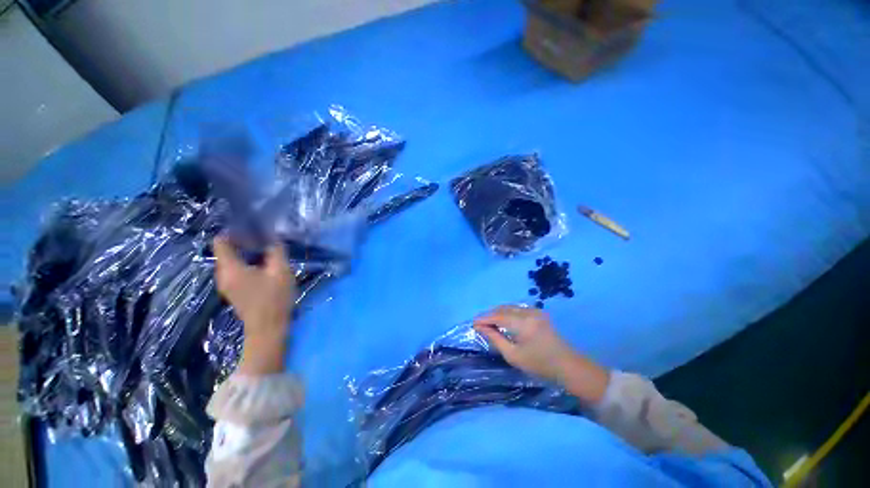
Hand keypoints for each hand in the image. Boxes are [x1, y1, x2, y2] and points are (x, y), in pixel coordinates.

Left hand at [213, 235, 295, 374]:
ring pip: (231, 261)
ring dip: (246, 253)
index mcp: (230, 268)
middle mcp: (222, 274)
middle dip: (244, 242)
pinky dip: (247, 264)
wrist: (268, 328)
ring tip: (267, 252)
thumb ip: (276, 251)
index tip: (253, 230)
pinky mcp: (233, 291)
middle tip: (265, 240)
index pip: (221, 241)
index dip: (234, 232)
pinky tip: (264, 267)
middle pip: (226, 250)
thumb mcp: (280, 271)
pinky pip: (236, 270)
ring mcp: (226, 284)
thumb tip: (273, 237)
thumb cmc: (274, 298)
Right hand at [473, 305, 609, 403]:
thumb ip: (495, 338)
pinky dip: (507, 313)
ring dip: (498, 313)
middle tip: (480, 324)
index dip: (483, 319)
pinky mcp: (538, 312)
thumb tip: (480, 327)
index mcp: (522, 323)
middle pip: (502, 309)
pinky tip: (503, 321)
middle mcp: (528, 312)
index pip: (497, 316)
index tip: (473, 324)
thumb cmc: (540, 364)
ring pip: (509, 307)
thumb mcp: (513, 355)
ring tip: (489, 323)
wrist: (568, 366)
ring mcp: (535, 310)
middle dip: (489, 315)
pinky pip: (517, 309)